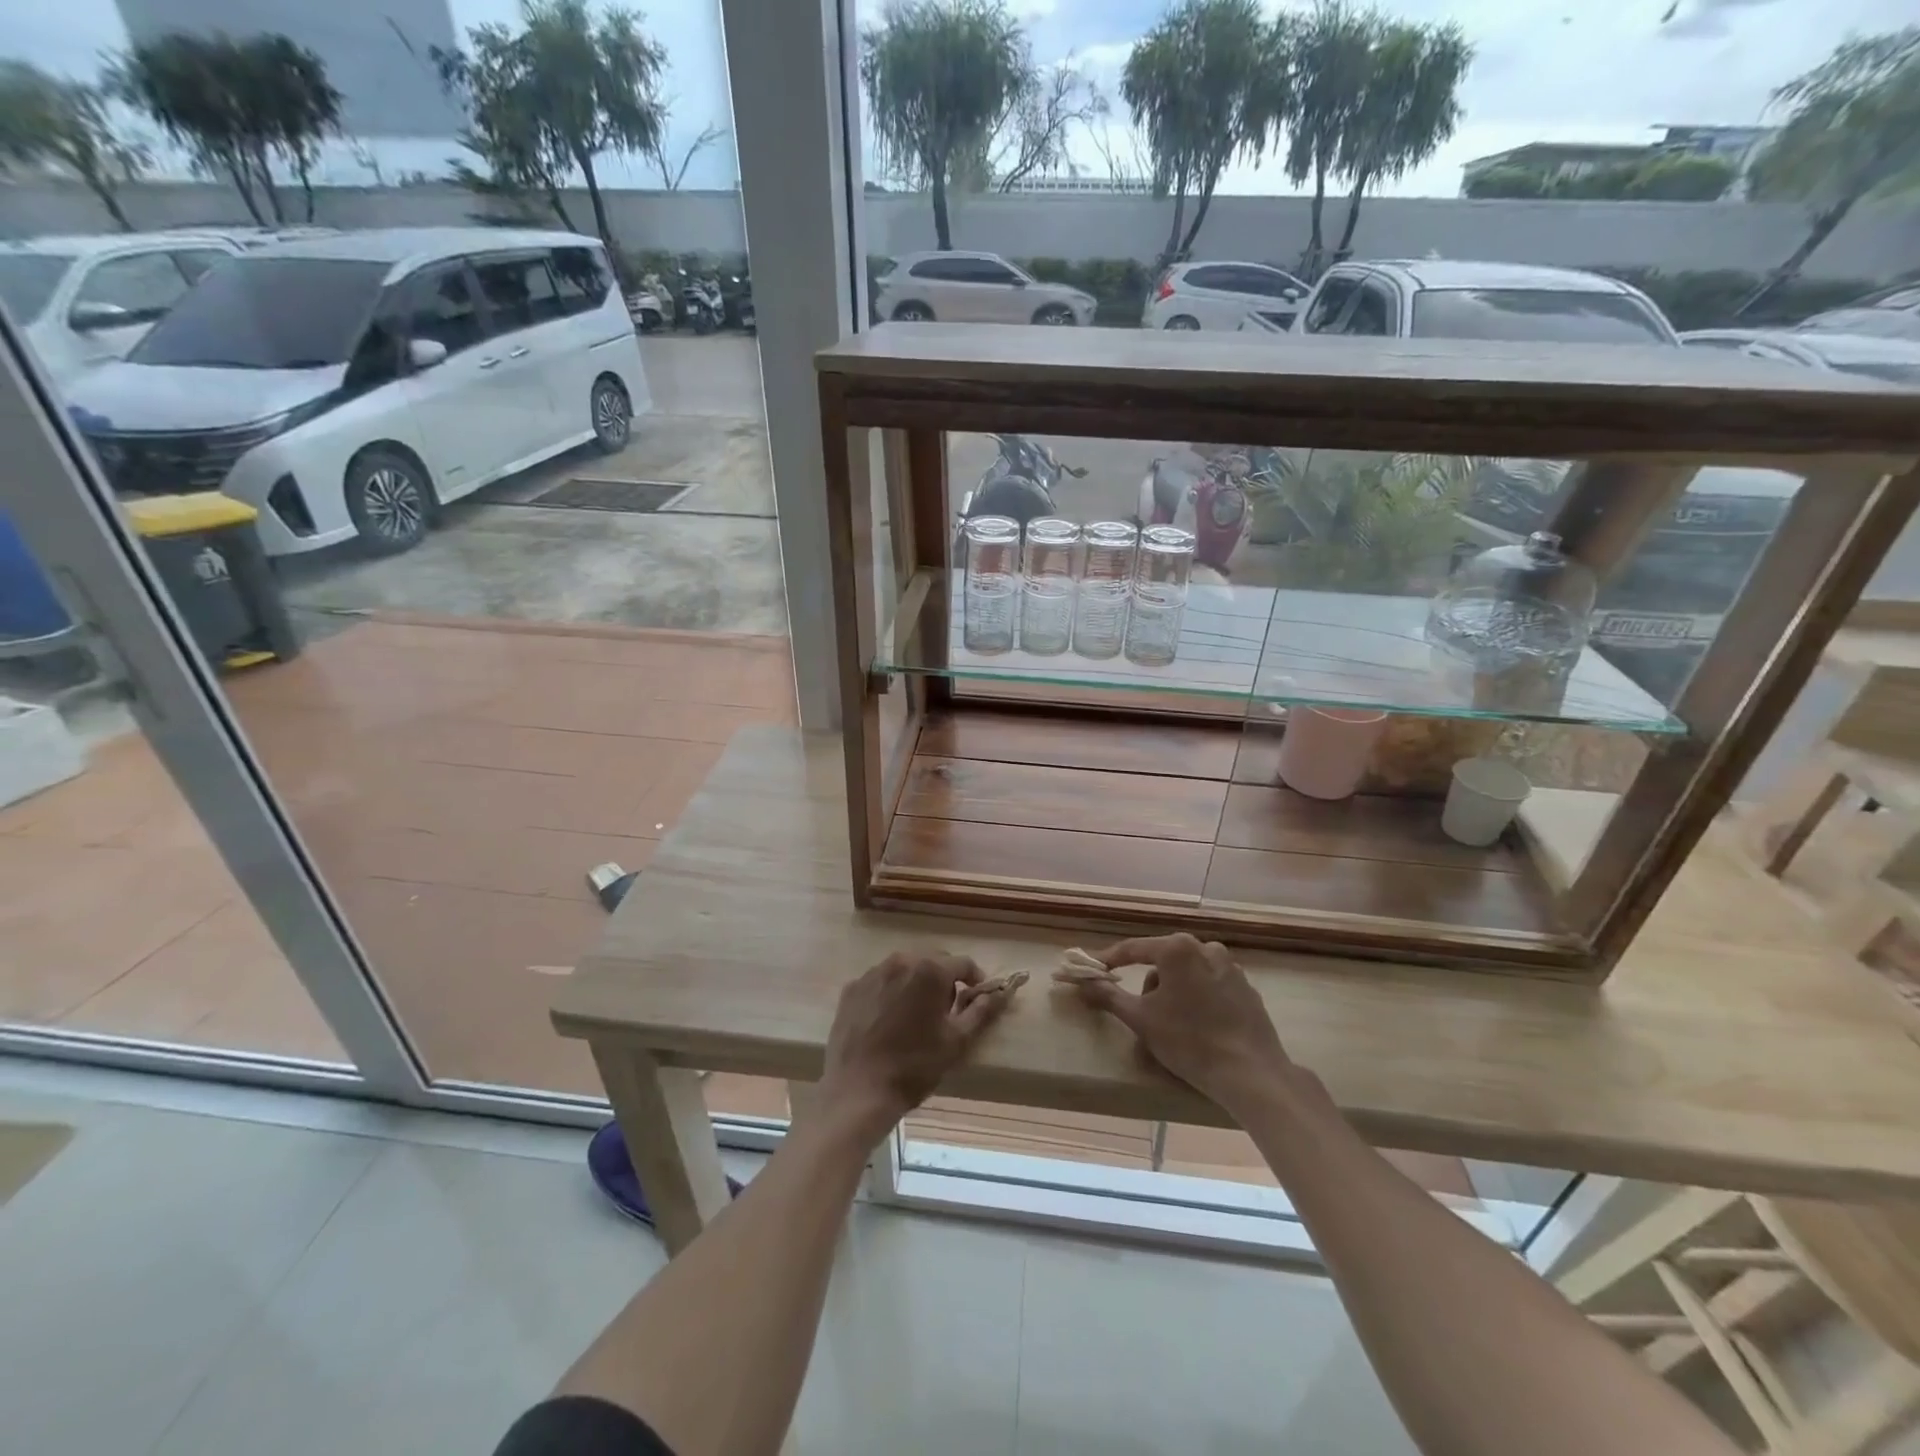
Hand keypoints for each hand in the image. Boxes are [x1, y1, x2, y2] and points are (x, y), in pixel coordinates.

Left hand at [817, 952, 1014, 1137]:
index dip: (975, 980)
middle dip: (944, 980)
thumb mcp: (956, 1041)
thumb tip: (998, 993)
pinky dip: (890, 992)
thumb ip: (980, 1011)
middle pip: (933, 960)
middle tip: (945, 1011)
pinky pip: (880, 981)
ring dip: (916, 983)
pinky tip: (888, 1020)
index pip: (963, 963)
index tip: (976, 999)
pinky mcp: (852, 988)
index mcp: (929, 970)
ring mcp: (872, 973)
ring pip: (905, 968)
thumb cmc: (914, 1066)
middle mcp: (900, 961)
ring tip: (916, 1016)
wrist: (858, 1090)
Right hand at [1072, 933, 1293, 1116]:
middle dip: (1150, 985)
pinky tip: (1200, 1028)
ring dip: (1174, 993)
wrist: (1250, 1073)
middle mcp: (1206, 948)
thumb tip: (1083, 983)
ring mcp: (1231, 968)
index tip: (1096, 970)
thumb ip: (1109, 996)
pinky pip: (1211, 987)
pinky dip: (1199, 1000)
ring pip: (1188, 974)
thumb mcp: (1141, 1019)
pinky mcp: (1247, 989)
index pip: (1134, 948)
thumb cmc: (1189, 1040)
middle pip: (1163, 961)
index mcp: (1178, 948)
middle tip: (1145, 1015)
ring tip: (1174, 1027)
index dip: (1111, 960)